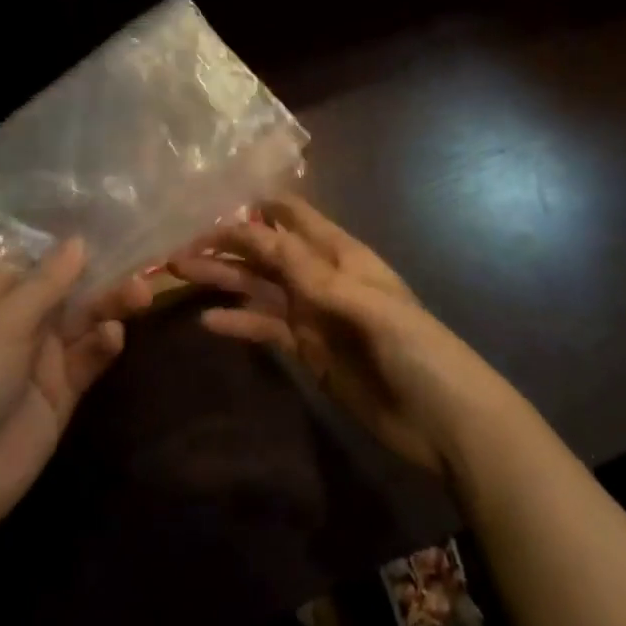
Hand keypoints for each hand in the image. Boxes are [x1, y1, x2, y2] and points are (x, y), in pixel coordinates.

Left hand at [0, 242, 151, 538]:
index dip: (62, 234)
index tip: (105, 210)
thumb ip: (47, 281)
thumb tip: (80, 240)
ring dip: (112, 303)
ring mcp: (42, 356)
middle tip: (141, 259)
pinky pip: (90, 357)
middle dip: (102, 269)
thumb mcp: (5, 321)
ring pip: (86, 317)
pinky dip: (104, 344)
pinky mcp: (62, 391)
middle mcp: (21, 319)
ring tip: (140, 294)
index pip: (30, 252)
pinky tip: (113, 337)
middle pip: (68, 283)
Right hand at [171, 198, 505, 476]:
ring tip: (181, 274)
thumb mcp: (370, 307)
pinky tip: (208, 322)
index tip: (211, 204)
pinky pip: (267, 329)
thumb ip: (315, 275)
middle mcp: (322, 278)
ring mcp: (314, 316)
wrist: (445, 421)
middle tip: (179, 247)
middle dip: (228, 246)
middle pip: (268, 253)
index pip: (294, 219)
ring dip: (225, 280)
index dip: (258, 209)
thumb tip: (264, 238)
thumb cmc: (418, 350)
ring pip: (261, 288)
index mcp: (342, 256)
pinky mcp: (309, 352)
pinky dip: (240, 323)